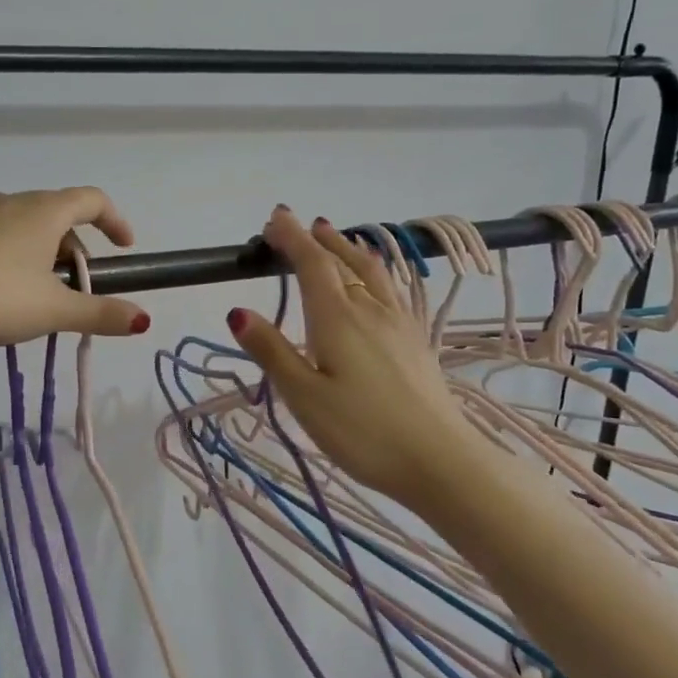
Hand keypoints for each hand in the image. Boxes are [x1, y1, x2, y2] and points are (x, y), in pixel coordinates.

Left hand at [0, 188, 150, 347]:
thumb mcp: (54, 313)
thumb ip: (101, 314)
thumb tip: (142, 320)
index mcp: (43, 213)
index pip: (92, 200)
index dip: (114, 220)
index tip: (123, 246)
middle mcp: (7, 199)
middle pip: (53, 215)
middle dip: (70, 247)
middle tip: (70, 287)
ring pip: (12, 222)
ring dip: (30, 247)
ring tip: (24, 288)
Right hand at [229, 207, 475, 504]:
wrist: (440, 460)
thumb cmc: (363, 432)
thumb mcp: (304, 397)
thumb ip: (272, 351)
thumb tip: (237, 311)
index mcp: (337, 318)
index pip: (311, 264)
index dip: (291, 238)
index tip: (274, 218)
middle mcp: (369, 310)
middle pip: (341, 262)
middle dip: (315, 240)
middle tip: (295, 225)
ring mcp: (398, 323)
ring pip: (371, 272)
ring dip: (348, 249)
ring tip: (335, 237)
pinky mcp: (415, 341)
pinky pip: (389, 289)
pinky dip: (372, 271)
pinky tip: (375, 284)